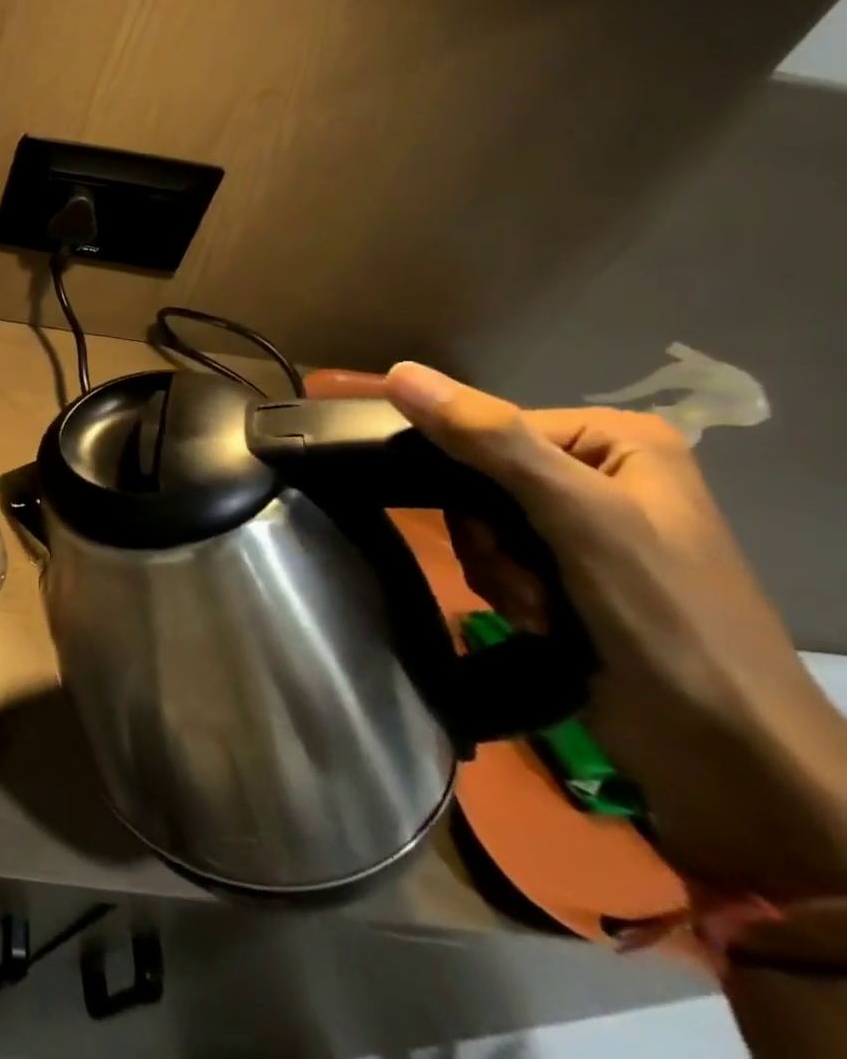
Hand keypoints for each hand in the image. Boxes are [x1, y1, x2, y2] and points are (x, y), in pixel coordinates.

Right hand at [386, 362, 846, 898]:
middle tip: (528, 577)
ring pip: (477, 524)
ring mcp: (582, 527)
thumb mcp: (576, 515)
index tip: (491, 526)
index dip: (467, 475)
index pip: (486, 427)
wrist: (724, 751)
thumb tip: (399, 372)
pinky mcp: (567, 573)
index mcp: (613, 439)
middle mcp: (596, 474)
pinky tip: (543, 622)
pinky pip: (493, 558)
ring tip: (542, 609)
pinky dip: (506, 592)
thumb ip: (489, 440)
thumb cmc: (663, 616)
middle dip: (488, 537)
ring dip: (495, 570)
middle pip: (477, 479)